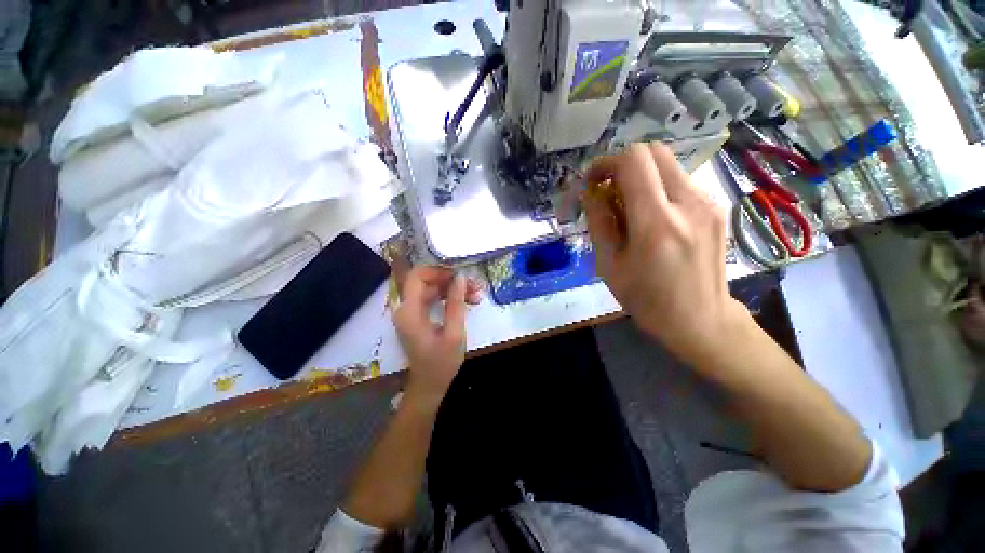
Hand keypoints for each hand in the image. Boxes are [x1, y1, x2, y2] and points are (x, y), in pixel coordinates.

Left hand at [393, 266, 481, 410]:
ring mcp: (412, 313)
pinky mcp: (419, 317)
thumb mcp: (454, 333)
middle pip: (427, 282)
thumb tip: (460, 277)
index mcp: (409, 311)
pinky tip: (468, 301)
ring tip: (476, 294)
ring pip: (433, 290)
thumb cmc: (441, 363)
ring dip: (454, 289)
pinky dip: (450, 298)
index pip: (417, 276)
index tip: (459, 275)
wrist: (430, 386)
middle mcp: (406, 308)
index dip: (438, 271)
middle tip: (475, 286)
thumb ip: (456, 303)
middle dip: (452, 281)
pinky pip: (434, 299)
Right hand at [584, 143, 749, 365]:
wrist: (700, 320)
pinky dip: (658, 188)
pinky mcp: (716, 208)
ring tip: (628, 208)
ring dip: (641, 177)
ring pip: (667, 165)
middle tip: (607, 190)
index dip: (606, 163)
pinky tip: (651, 217)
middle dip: (623, 164)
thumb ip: (599, 223)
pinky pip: (680, 182)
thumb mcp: (609, 266)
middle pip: (654, 152)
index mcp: (656, 222)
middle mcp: (688, 203)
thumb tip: (590, 193)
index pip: (633, 161)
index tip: (592, 182)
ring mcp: (708, 203)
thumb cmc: (647, 299)